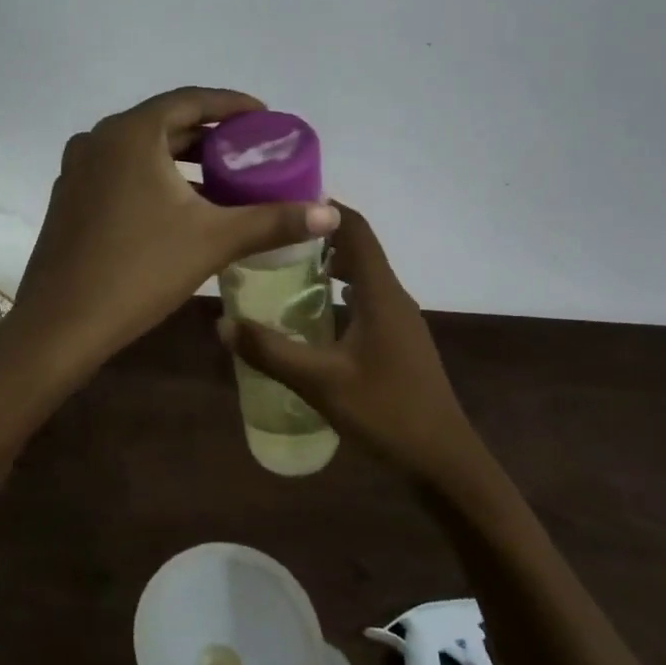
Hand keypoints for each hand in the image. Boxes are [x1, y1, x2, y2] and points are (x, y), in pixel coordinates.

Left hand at [6, 88, 339, 378]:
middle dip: (210, 134)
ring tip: (224, 178)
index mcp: (131, 133)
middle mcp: (98, 139)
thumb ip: (273, 221)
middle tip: (250, 150)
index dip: (232, 105)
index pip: (190, 100)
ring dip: (183, 159)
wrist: (60, 325)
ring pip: (141, 150)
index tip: (266, 117)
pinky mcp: (69, 198)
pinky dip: (155, 178)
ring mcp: (77, 169)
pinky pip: (121, 172)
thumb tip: (331, 214)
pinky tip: (181, 207)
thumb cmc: (138, 271)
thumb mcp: (213, 241)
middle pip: (165, 123)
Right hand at [217, 204, 489, 487]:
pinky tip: (311, 319)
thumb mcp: (320, 382)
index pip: (355, 227)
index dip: (323, 208)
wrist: (443, 461)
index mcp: (380, 292)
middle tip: (270, 241)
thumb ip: (270, 351)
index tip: (282, 203)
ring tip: (282, 274)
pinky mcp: (399, 343)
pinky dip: (338, 296)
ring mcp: (400, 321)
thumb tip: (222, 323)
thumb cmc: (386, 412)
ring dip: (327, 268)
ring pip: (362, 277)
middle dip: (316, 238)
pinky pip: (366, 302)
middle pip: (357, 248)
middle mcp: (393, 297)